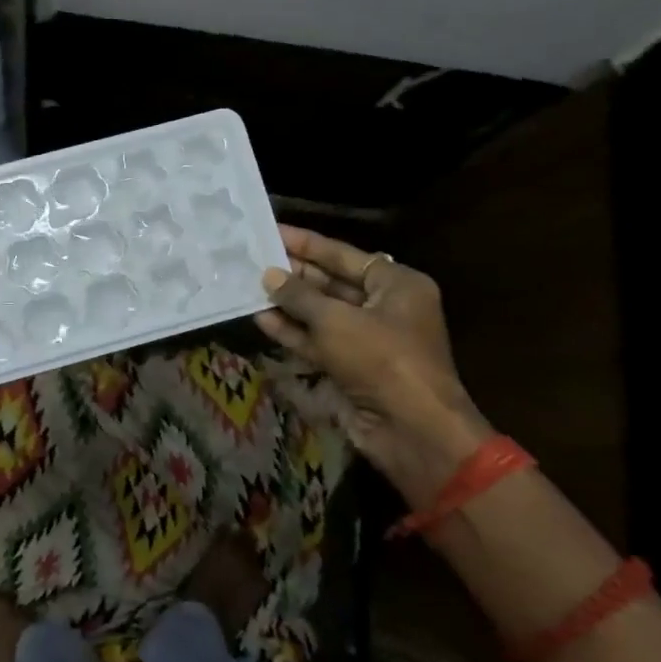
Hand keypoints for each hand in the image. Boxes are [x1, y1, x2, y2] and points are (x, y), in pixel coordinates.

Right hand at [255, 226, 490, 495]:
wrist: (411, 430)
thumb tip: (269, 275)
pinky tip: (261, 319)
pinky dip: (292, 332)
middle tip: (253, 259)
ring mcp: (367, 341)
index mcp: (397, 285)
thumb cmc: (381, 359)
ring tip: (249, 286)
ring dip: (288, 304)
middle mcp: (384, 308)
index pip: (344, 255)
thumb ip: (299, 295)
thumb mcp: (336, 320)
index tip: (272, 231)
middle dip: (294, 274)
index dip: (307, 243)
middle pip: (331, 283)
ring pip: (321, 315)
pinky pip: (317, 342)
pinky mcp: (350, 368)